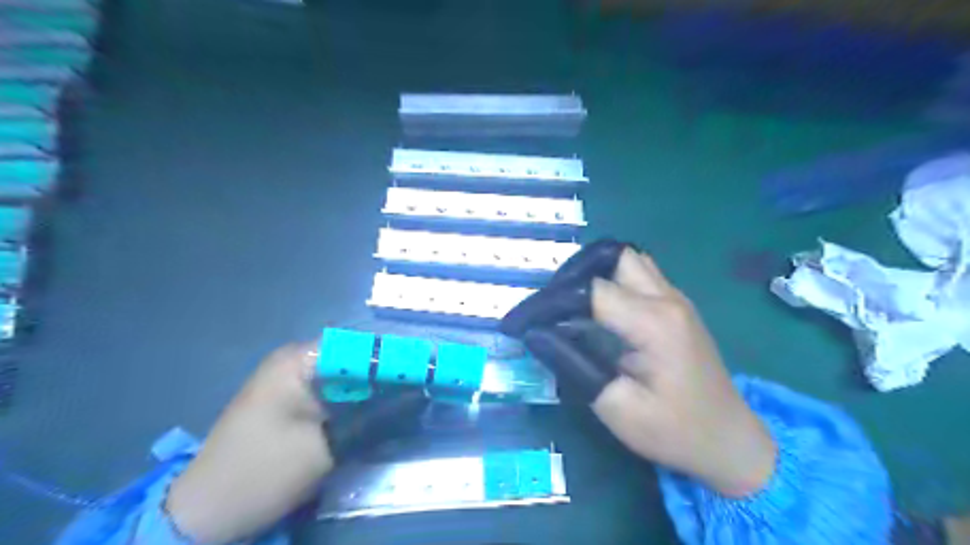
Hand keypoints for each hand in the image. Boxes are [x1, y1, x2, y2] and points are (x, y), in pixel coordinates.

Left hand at [167, 338, 427, 543]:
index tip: (430, 371)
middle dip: (391, 375)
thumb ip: (377, 419)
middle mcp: (297, 361)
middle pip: (357, 360)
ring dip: (378, 390)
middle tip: (427, 388)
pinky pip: (338, 395)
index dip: (398, 358)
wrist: (204, 514)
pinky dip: (361, 404)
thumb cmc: (261, 473)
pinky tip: (383, 414)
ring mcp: (294, 382)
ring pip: (350, 378)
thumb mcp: (326, 447)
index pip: (362, 347)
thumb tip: (422, 399)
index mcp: (299, 360)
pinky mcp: (296, 403)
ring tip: (414, 400)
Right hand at [505, 240, 778, 496]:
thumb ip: (572, 363)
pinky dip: (608, 279)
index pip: (588, 291)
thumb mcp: (617, 407)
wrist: (730, 441)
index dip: (547, 303)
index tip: (518, 324)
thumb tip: (534, 333)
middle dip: (572, 273)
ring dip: (592, 272)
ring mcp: (675, 297)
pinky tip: (595, 309)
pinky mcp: (676, 305)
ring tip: (568, 303)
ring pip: (626, 258)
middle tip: (549, 305)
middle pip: (611, 256)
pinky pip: (637, 273)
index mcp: (654, 323)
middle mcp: (666, 298)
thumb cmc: (675, 431)